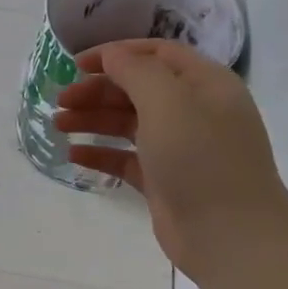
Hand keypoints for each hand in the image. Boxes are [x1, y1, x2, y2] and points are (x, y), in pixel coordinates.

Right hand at [53, 38, 287, 283]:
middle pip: (137, 88)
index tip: (76, 65)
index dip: (115, 54)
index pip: (156, 53)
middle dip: (97, 90)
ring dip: (92, 119)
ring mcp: (179, 147)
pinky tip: (74, 155)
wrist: (229, 234)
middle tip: (60, 101)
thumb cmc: (200, 159)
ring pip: (128, 123)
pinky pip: (126, 158)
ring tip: (58, 125)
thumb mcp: (168, 102)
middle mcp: (194, 111)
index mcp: (204, 84)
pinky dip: (100, 153)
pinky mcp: (164, 179)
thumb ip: (136, 71)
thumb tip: (112, 55)